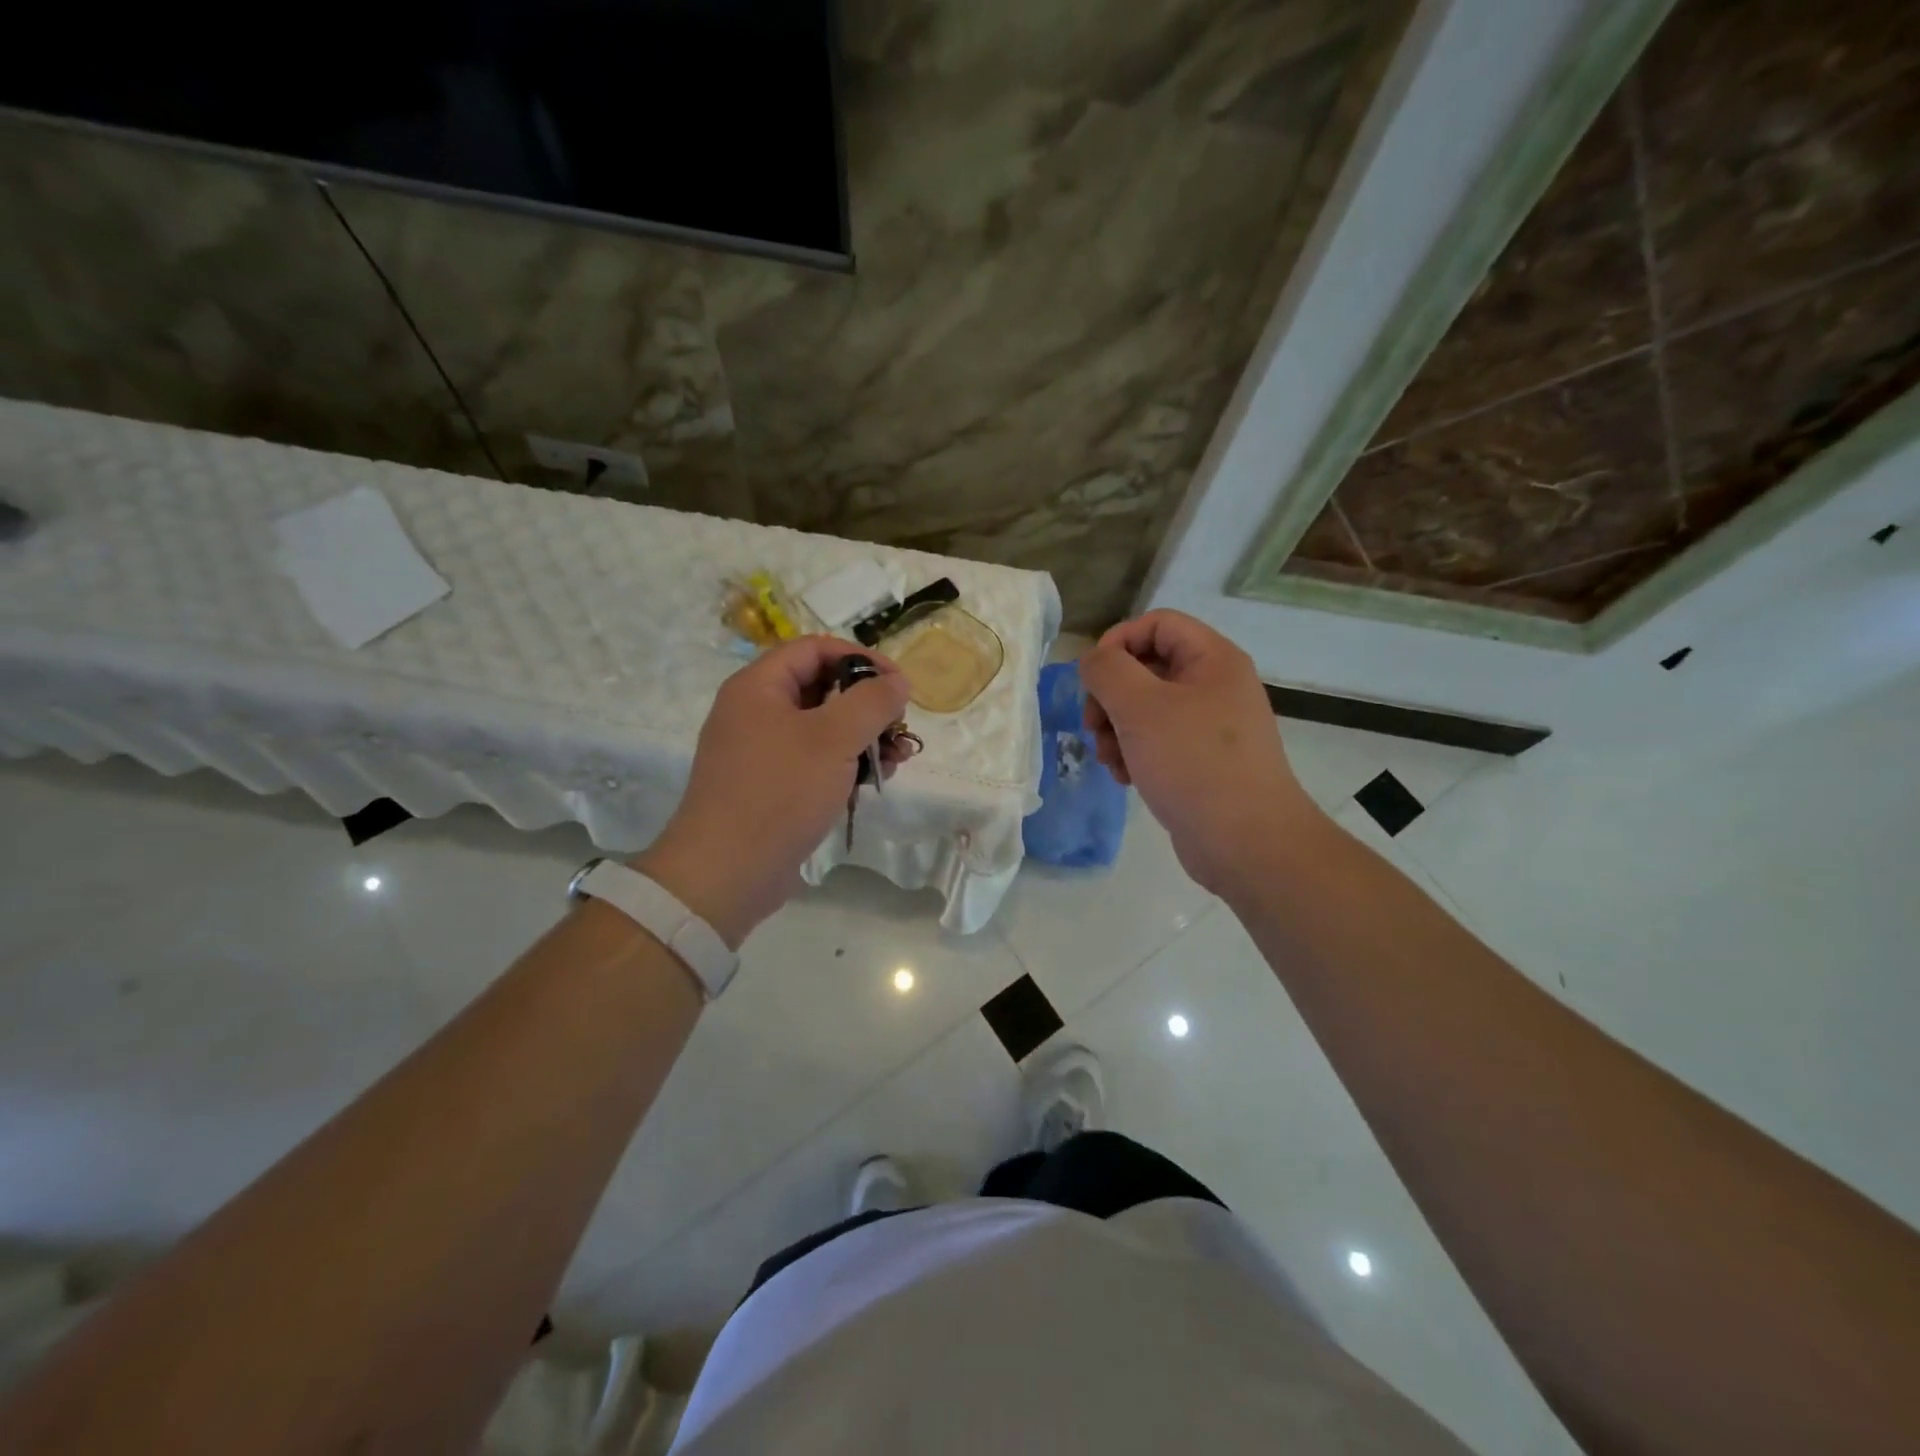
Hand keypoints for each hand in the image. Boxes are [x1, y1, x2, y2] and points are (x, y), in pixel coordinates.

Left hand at [635, 636, 911, 946]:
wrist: (726, 871)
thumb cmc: (779, 792)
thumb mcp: (833, 739)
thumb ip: (871, 702)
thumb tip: (897, 682)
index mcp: (758, 687)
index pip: (814, 649)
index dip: (860, 658)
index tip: (898, 684)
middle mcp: (754, 712)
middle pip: (821, 688)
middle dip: (867, 705)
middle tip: (900, 725)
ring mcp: (760, 752)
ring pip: (821, 728)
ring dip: (863, 738)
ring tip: (897, 759)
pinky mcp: (770, 787)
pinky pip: (813, 761)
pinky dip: (844, 765)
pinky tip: (872, 782)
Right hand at [1079, 610, 1316, 893]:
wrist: (1247, 843)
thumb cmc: (1194, 764)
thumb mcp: (1141, 708)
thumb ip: (1107, 671)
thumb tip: (1093, 660)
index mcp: (1212, 660)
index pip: (1157, 624)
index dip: (1118, 641)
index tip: (1092, 678)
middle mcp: (1214, 685)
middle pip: (1146, 667)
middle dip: (1110, 695)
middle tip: (1093, 726)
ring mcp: (1209, 726)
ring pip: (1146, 708)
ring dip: (1115, 729)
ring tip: (1108, 759)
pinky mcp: (1200, 761)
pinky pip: (1157, 741)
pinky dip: (1134, 753)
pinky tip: (1125, 777)